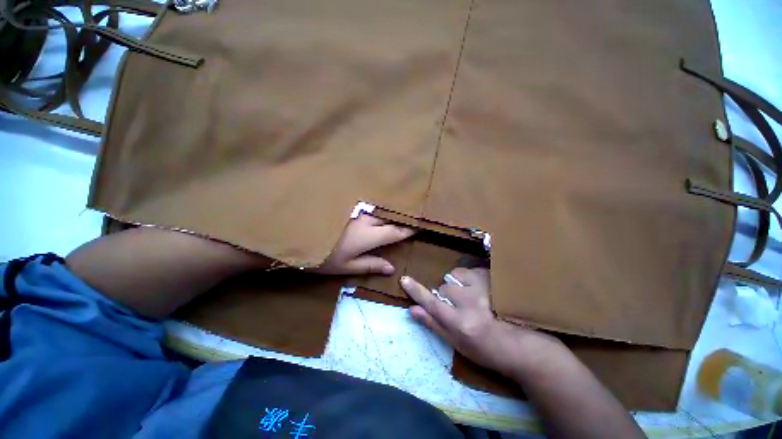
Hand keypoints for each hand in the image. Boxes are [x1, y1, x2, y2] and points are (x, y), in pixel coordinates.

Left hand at [311, 214, 414, 274]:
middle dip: (399, 216)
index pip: (394, 231)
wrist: (295, 236)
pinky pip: (364, 205)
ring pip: (376, 208)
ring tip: (395, 209)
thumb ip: (370, 265)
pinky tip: (373, 206)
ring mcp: (353, 210)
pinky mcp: (343, 205)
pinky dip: (373, 206)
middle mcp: (364, 218)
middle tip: (411, 216)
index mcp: (368, 235)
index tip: (419, 227)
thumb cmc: (322, 257)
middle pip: (387, 215)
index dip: (407, 230)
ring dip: (386, 209)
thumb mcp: (346, 267)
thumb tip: (392, 268)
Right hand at [400, 268, 565, 377]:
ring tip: (468, 295)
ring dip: (458, 283)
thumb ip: (434, 325)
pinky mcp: (497, 282)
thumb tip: (412, 310)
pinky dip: (473, 279)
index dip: (416, 291)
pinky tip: (481, 290)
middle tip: (456, 307)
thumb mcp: (457, 344)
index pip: (432, 303)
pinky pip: (476, 272)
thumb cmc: (485, 351)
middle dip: (445, 294)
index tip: (404, 280)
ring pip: (459, 276)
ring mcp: (487, 290)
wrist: (519, 344)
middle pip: (445, 287)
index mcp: (460, 323)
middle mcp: (472, 303)